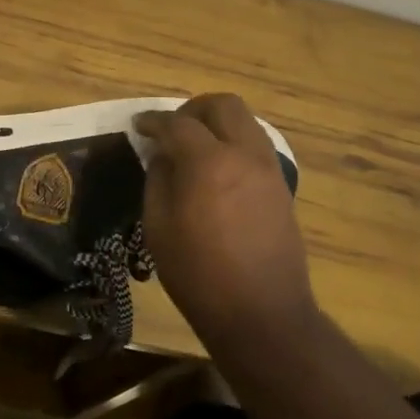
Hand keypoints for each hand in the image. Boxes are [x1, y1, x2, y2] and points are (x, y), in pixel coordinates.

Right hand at [134, 94, 315, 339]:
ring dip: (218, 123)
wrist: (261, 314)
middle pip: (224, 105)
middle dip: (193, 108)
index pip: (177, 123)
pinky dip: (234, 144)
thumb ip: (158, 180)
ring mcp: (269, 169)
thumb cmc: (198, 275)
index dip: (153, 121)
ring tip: (195, 147)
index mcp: (209, 163)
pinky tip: (217, 170)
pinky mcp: (281, 187)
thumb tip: (163, 156)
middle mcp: (244, 155)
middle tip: (172, 129)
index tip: (138, 126)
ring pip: (246, 121)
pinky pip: (257, 146)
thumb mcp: (158, 228)